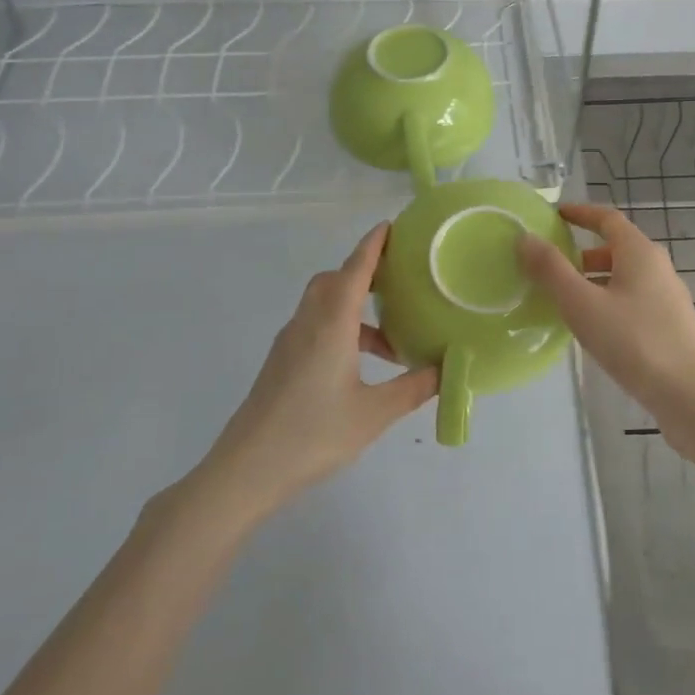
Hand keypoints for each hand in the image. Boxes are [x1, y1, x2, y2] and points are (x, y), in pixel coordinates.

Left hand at [200, 223, 436, 517]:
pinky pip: (315, 325)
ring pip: (324, 304)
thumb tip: (446, 369)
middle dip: (364, 273)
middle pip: (334, 280)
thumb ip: (413, 388)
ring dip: (355, 309)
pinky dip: (341, 329)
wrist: (247, 468)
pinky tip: (360, 365)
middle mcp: (308, 322)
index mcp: (331, 324)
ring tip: (390, 342)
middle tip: (398, 281)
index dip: (373, 245)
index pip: (355, 270)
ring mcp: (290, 341)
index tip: (390, 226)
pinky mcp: (281, 361)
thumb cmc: (313, 434)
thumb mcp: (374, 414)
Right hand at [517, 202, 694, 426]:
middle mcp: (658, 267)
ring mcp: (667, 297)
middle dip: (583, 253)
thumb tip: (525, 237)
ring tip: (565, 300)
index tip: (556, 215)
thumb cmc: (633, 341)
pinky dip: (608, 301)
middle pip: (616, 248)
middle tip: (552, 266)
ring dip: (594, 280)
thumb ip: (551, 270)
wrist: (689, 394)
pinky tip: (594, 329)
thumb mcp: (582, 303)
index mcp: (639, 252)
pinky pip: (632, 300)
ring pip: (624, 277)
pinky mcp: (670, 325)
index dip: (581, 214)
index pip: (608, 219)